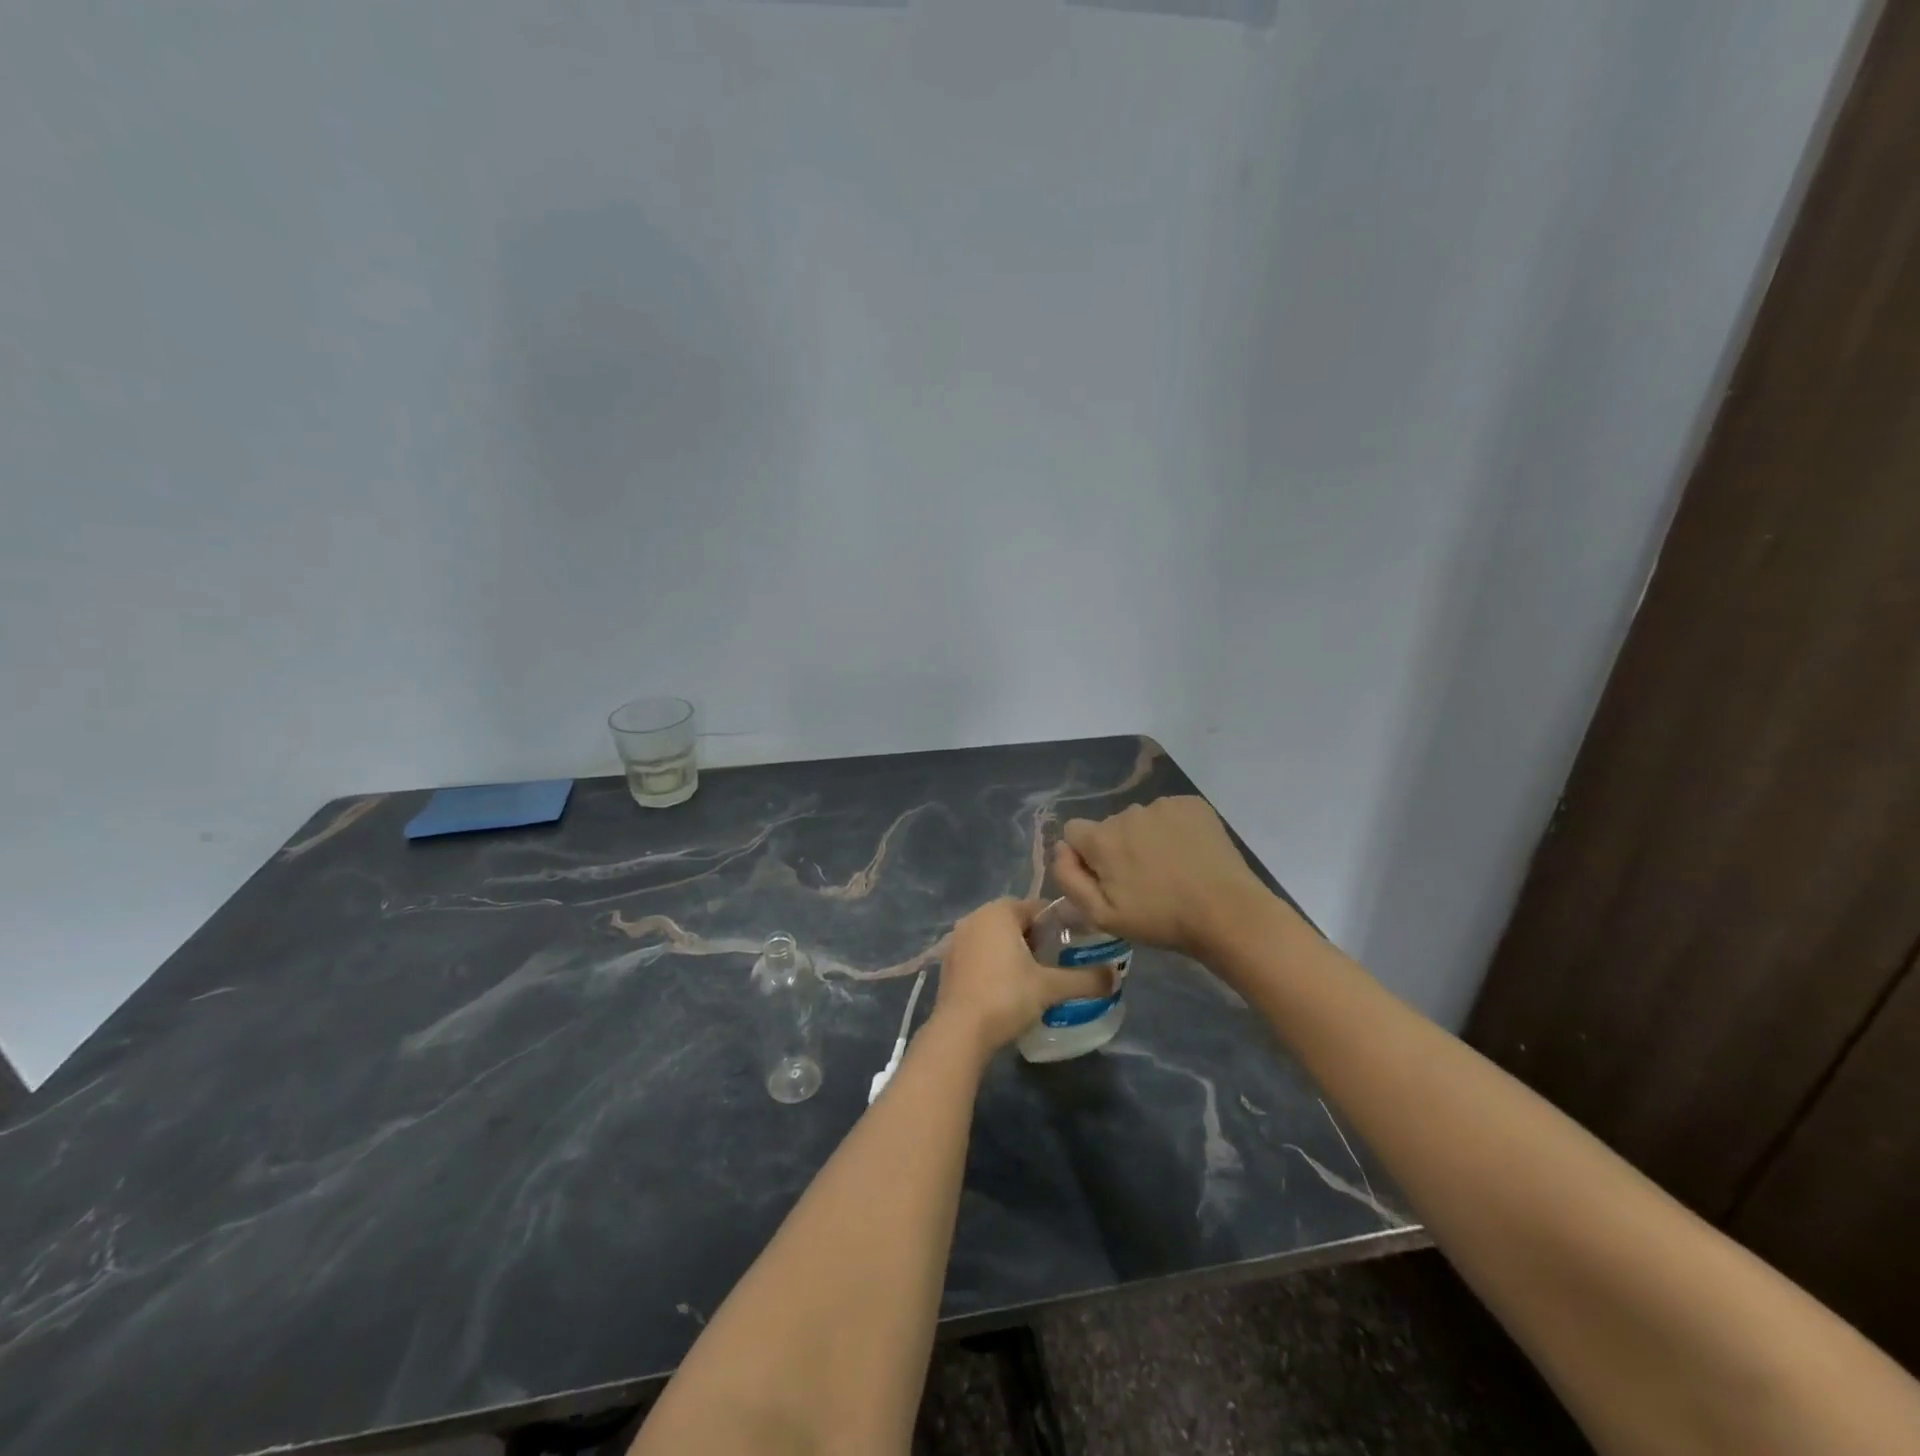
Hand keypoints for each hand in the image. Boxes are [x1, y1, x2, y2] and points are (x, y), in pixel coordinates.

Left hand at [933, 899, 1112, 1055]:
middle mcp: (975, 917)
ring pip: (995, 937)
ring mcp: (957, 940)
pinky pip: (979, 953)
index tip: (1073, 945)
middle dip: (1036, 938)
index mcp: (999, 912)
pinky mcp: (948, 963)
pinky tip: (1006, 988)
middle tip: (1055, 963)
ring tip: (1034, 977)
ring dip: (1014, 951)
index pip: (1037, 907)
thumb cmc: (1006, 997)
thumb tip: (1116, 977)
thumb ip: (1085, 979)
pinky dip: (994, 963)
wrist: (959, 1031)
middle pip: (1014, 920)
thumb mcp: (1050, 987)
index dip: (1058, 925)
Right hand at [1052, 796, 1276, 961]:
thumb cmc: (1161, 920)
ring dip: (1146, 839)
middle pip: (1110, 827)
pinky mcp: (1192, 804)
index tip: (1105, 879)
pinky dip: (1174, 830)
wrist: (1227, 913)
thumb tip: (1060, 849)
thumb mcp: (1103, 916)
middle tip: (1143, 882)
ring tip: (1171, 869)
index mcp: (1102, 838)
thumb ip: (1069, 879)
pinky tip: (1189, 855)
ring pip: (1141, 820)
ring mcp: (1162, 805)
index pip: (1073, 831)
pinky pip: (1170, 813)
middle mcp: (1128, 812)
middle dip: (1118, 849)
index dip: (1085, 856)